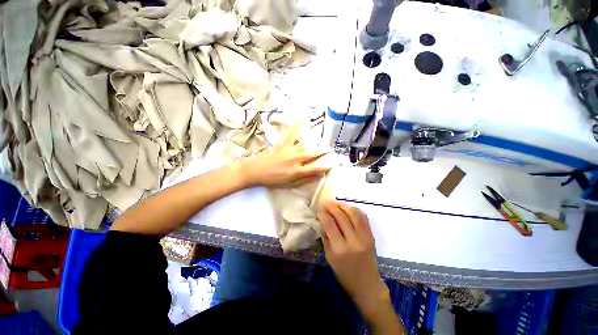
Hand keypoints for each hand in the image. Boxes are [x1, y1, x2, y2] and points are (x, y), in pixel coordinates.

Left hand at [240, 124, 330, 187]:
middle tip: (330, 150)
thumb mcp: (290, 184)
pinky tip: (301, 119)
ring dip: (315, 143)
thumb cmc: (274, 180)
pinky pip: (291, 135)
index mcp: (298, 171)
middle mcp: (297, 159)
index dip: (325, 166)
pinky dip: (296, 127)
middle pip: (313, 154)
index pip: (316, 168)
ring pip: (306, 145)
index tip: (332, 163)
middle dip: (323, 152)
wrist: (257, 171)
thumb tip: (317, 176)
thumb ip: (304, 180)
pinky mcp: (284, 145)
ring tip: (321, 140)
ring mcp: (290, 151)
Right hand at [318, 201, 390, 322]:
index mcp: (340, 249)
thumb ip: (325, 238)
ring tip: (336, 203)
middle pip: (341, 216)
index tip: (319, 211)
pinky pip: (363, 217)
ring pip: (353, 214)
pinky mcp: (371, 236)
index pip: (330, 224)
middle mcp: (353, 241)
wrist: (367, 285)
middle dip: (332, 207)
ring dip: (343, 205)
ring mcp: (364, 237)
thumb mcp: (329, 257)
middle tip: (326, 202)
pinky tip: (348, 208)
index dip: (323, 214)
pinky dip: (355, 210)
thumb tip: (321, 221)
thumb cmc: (344, 274)